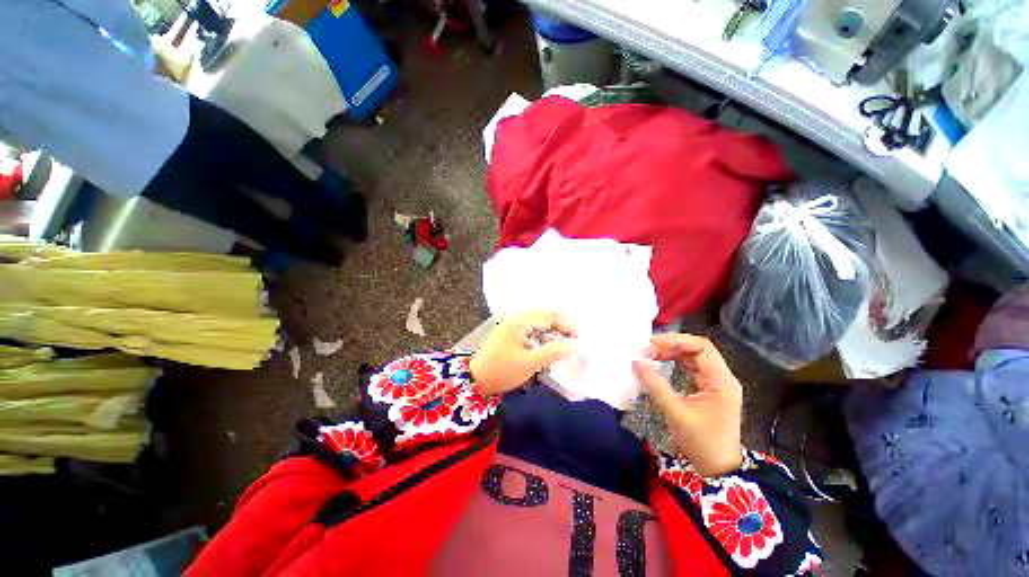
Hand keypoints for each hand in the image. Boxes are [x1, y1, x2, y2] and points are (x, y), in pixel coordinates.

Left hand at [470, 312, 576, 395]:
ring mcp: (514, 323)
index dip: (567, 326)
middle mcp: (516, 316)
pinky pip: (534, 329)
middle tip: (576, 342)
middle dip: (563, 327)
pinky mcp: (513, 331)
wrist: (476, 381)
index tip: (580, 340)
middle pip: (546, 316)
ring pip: (541, 322)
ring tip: (568, 344)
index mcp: (519, 320)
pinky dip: (545, 336)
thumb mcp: (530, 363)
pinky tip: (553, 345)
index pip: (549, 316)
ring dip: (555, 332)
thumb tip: (576, 344)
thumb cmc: (502, 371)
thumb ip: (554, 351)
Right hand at [632, 334, 742, 476]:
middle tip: (646, 351)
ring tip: (649, 355)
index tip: (651, 346)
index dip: (675, 341)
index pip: (701, 347)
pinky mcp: (709, 389)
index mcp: (721, 381)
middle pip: (696, 349)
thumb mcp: (675, 412)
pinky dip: (675, 362)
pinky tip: (660, 364)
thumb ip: (655, 384)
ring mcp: (716, 383)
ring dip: (671, 353)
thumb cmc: (701, 443)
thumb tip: (636, 362)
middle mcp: (722, 377)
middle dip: (670, 346)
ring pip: (693, 356)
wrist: (718, 469)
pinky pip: (691, 367)